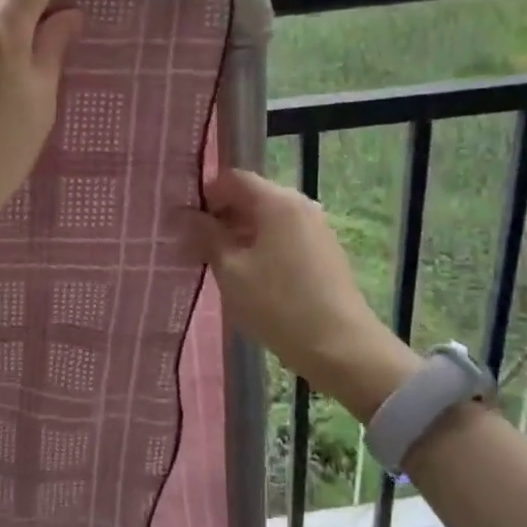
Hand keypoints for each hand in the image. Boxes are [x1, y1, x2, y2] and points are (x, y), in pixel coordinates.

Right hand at [179, 169, 418, 422]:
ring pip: (268, 219)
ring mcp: (316, 228)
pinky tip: (251, 277)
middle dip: (222, 217)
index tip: (186, 225)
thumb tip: (185, 214)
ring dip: (241, 234)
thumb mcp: (231, 271)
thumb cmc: (278, 305)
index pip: (233, 179)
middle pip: (252, 197)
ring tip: (221, 266)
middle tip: (197, 248)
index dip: (206, 196)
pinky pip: (285, 236)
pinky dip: (263, 247)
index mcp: (277, 201)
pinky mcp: (324, 251)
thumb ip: (206, 236)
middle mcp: (300, 205)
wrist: (341, 347)